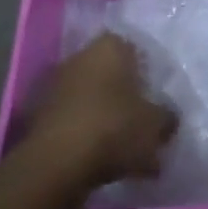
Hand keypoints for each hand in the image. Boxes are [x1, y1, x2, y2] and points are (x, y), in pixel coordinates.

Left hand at [26, 34, 176, 190]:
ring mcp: (56, 82)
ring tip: (122, 150)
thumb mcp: (155, 126)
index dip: (147, 75)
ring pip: (91, 97)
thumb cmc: (113, 128)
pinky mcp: (39, 112)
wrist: (55, 162)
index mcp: (110, 46)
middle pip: (111, 74)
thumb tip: (168, 117)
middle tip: (140, 124)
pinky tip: (97, 159)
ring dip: (104, 117)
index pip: (135, 51)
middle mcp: (80, 55)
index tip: (156, 100)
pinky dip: (84, 133)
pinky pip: (72, 119)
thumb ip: (166, 118)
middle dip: (124, 96)